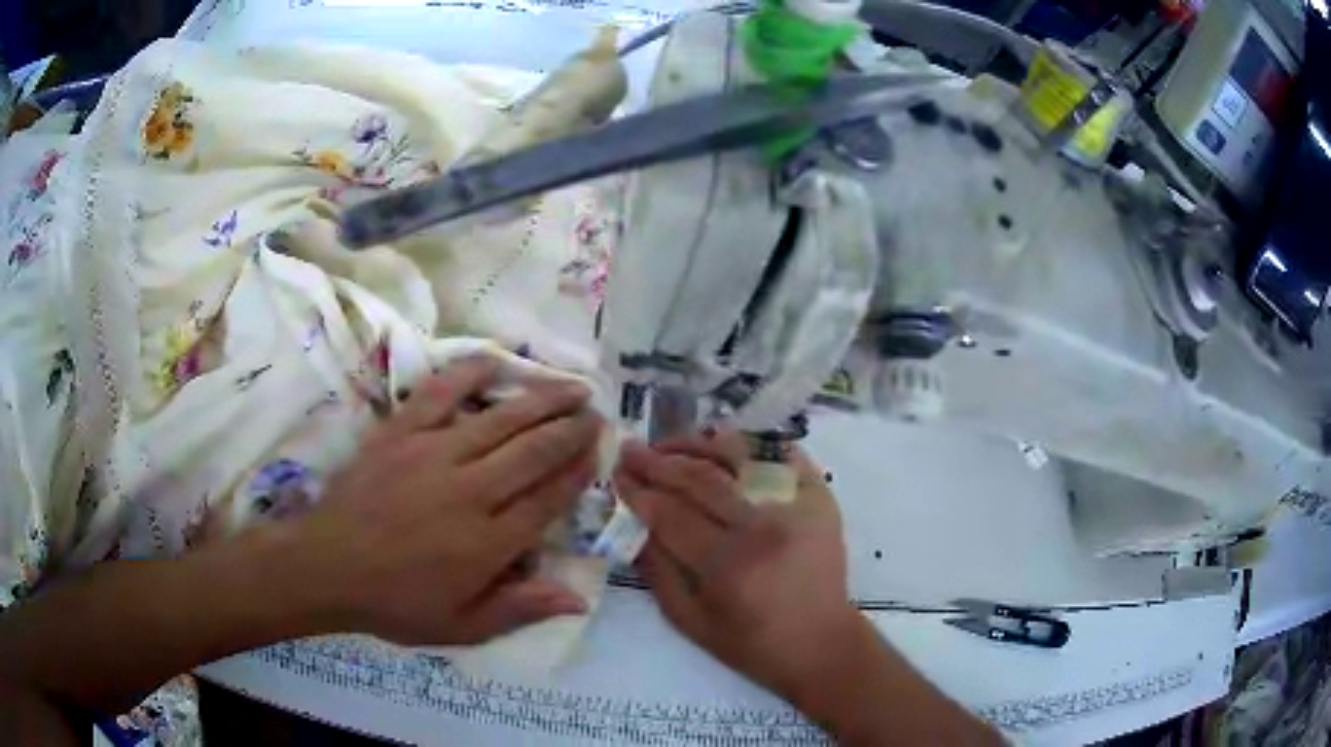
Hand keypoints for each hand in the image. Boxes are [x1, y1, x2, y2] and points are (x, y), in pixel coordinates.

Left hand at [289, 356, 601, 644]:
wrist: (327, 566)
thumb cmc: (396, 602)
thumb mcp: (462, 627)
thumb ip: (520, 609)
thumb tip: (578, 598)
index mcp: (488, 541)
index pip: (548, 499)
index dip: (577, 473)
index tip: (598, 454)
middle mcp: (470, 490)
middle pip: (534, 451)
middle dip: (571, 430)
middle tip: (595, 414)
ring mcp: (434, 454)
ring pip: (501, 418)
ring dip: (542, 399)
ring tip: (573, 386)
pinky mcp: (401, 432)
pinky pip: (442, 393)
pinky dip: (471, 372)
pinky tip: (496, 360)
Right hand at [614, 432, 863, 701]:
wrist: (822, 643)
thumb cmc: (752, 643)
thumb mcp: (691, 621)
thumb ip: (657, 571)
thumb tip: (633, 523)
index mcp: (728, 565)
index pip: (670, 513)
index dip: (638, 491)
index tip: (616, 475)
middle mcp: (763, 526)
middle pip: (700, 478)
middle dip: (658, 461)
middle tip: (631, 450)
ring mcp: (796, 504)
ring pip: (738, 454)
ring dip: (697, 443)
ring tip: (668, 443)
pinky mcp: (819, 494)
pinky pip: (779, 452)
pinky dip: (748, 442)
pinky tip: (721, 444)